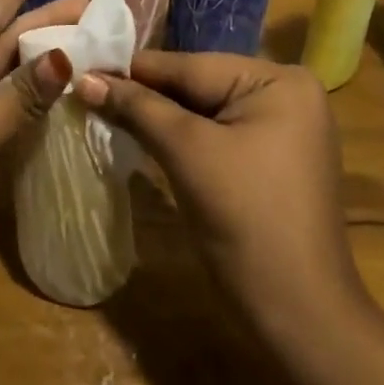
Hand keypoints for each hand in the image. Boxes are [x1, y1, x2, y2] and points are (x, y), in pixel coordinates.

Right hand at [76, 51, 363, 339]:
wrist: (301, 319)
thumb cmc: (247, 222)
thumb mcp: (187, 153)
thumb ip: (137, 109)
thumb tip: (84, 78)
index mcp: (278, 79)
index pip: (189, 65)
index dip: (133, 69)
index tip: (83, 66)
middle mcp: (286, 92)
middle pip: (197, 85)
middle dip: (145, 94)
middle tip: (86, 90)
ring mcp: (282, 128)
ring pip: (203, 111)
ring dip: (157, 116)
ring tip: (101, 108)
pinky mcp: (270, 160)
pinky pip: (215, 135)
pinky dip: (180, 138)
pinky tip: (140, 136)